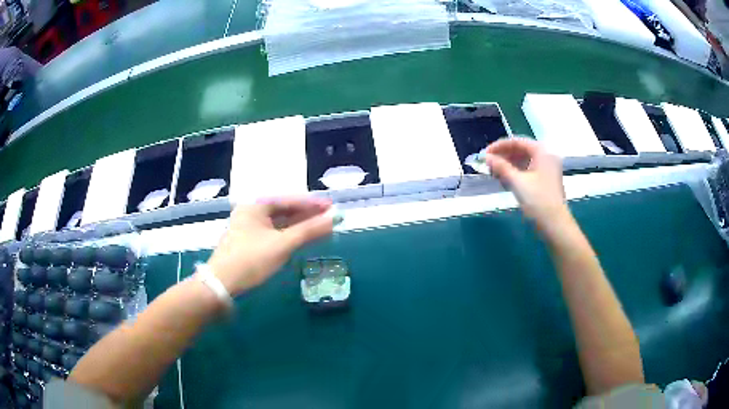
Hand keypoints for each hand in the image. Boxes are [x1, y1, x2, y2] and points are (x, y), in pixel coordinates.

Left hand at [207, 198, 333, 295]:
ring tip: (320, 228)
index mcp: (255, 206)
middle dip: (307, 215)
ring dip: (299, 226)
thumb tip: (334, 219)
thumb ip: (309, 231)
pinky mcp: (249, 243)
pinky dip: (289, 235)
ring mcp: (248, 228)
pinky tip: (301, 239)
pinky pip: (274, 233)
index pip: (289, 200)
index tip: (332, 206)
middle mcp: (251, 213)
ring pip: (279, 223)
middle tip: (329, 218)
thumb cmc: (251, 260)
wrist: (221, 284)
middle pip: (284, 210)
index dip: (312, 204)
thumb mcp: (282, 245)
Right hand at [482, 138, 568, 228]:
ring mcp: (547, 168)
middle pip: (521, 150)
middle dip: (503, 155)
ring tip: (494, 172)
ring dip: (509, 164)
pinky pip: (529, 169)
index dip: (499, 146)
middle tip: (488, 164)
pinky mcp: (546, 179)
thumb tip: (485, 157)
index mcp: (542, 151)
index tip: (485, 154)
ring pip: (524, 160)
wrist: (555, 224)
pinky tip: (506, 179)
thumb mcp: (517, 182)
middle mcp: (546, 155)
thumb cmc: (537, 200)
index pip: (517, 142)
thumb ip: (500, 167)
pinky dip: (516, 172)